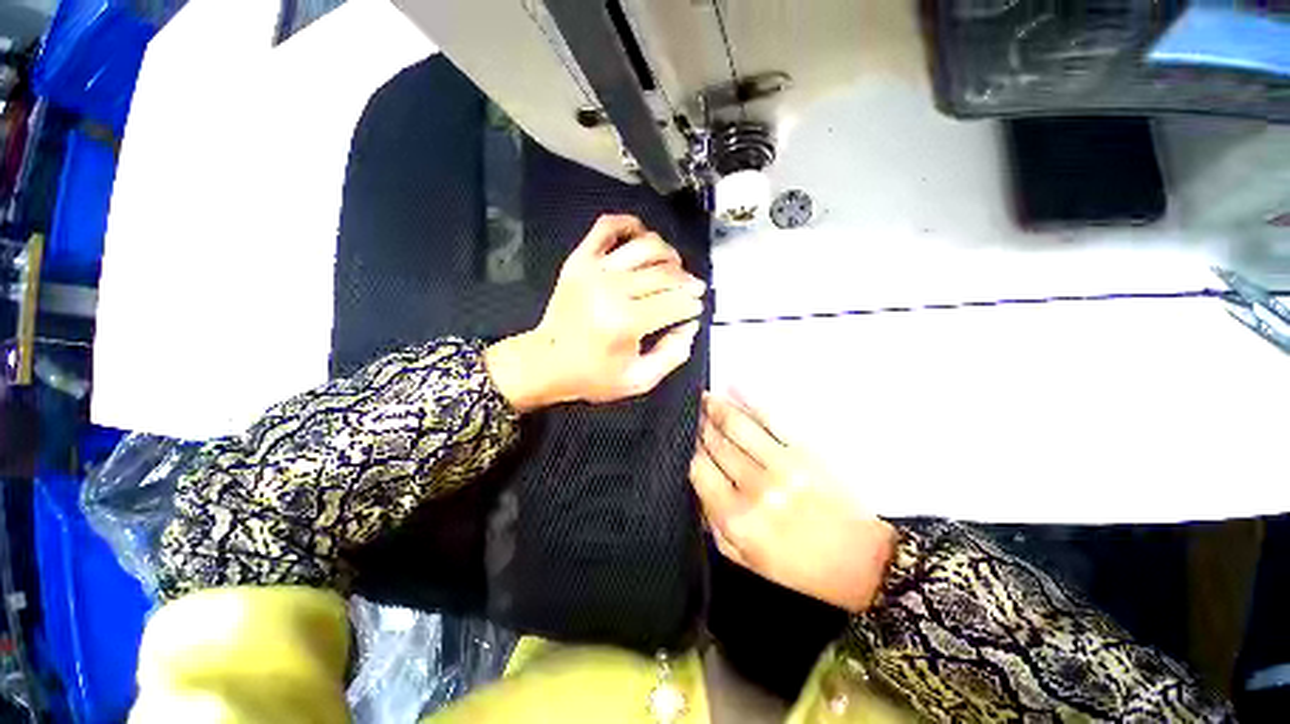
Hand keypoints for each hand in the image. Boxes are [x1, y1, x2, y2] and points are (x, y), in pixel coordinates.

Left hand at [486, 214, 705, 410]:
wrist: (545, 362)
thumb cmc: (593, 375)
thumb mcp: (638, 380)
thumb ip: (672, 356)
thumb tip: (690, 326)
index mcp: (627, 322)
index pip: (675, 303)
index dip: (692, 305)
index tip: (697, 308)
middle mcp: (612, 290)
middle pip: (665, 274)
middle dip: (687, 282)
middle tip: (693, 289)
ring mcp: (594, 270)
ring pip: (645, 247)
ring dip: (668, 254)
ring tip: (674, 266)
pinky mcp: (580, 260)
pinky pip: (607, 227)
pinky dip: (629, 224)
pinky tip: (642, 235)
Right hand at [689, 393, 896, 612]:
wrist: (862, 559)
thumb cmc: (800, 566)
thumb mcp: (746, 559)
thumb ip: (714, 524)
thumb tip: (697, 486)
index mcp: (737, 518)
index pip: (699, 469)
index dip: (689, 449)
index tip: (684, 437)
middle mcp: (754, 487)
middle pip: (715, 444)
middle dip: (699, 424)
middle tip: (690, 411)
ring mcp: (781, 464)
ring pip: (737, 426)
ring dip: (717, 407)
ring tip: (704, 397)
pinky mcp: (805, 450)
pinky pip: (770, 418)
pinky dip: (749, 401)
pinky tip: (734, 389)